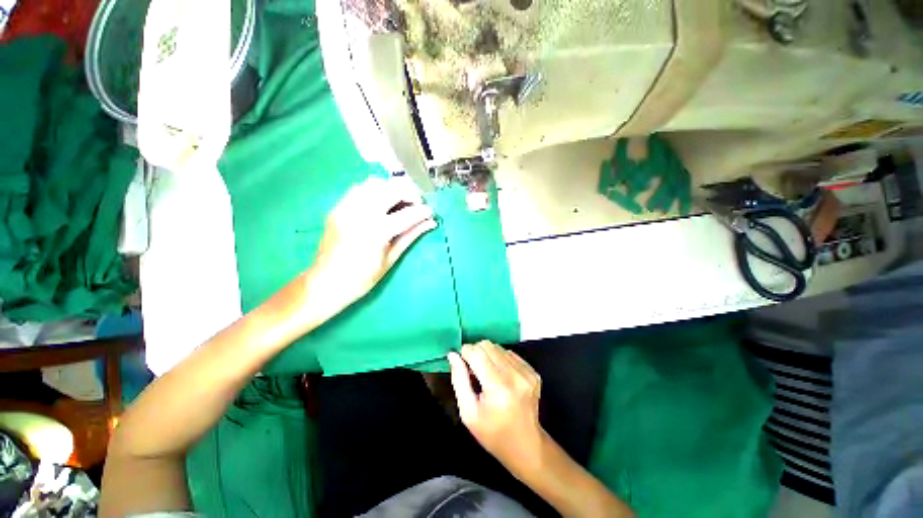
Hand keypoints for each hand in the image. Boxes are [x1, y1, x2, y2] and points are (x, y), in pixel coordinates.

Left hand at [306, 176, 435, 315]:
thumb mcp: (391, 259)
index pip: (407, 214)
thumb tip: (430, 223)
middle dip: (409, 194)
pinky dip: (375, 191)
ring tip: (399, 203)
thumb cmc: (362, 278)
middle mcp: (360, 213)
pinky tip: (381, 204)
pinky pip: (359, 188)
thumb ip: (410, 236)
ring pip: (375, 183)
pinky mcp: (337, 207)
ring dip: (392, 190)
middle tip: (416, 206)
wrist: (326, 283)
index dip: (422, 212)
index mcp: (376, 231)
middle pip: (391, 190)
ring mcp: (346, 207)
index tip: (431, 212)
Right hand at [448, 341, 546, 477]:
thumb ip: (459, 380)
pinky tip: (500, 376)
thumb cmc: (493, 433)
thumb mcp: (468, 413)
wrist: (526, 446)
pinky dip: (500, 359)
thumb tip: (453, 355)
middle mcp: (515, 375)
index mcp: (498, 387)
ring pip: (498, 347)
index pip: (477, 353)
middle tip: (472, 369)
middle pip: (488, 346)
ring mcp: (527, 372)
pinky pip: (510, 354)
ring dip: (488, 355)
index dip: (465, 352)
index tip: (460, 360)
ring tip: (486, 374)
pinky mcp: (533, 372)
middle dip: (476, 352)